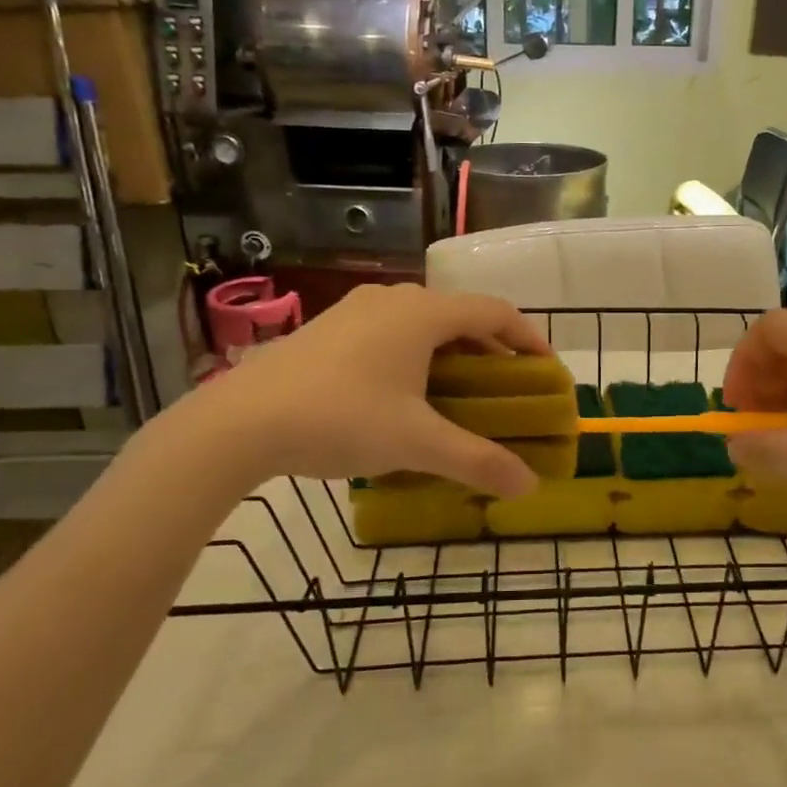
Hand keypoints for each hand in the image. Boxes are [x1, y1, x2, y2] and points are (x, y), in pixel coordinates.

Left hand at [184, 284, 547, 497]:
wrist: (240, 422)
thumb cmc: (341, 419)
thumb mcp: (417, 443)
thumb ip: (478, 461)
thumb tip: (529, 486)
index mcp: (423, 314)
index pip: (494, 312)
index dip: (529, 337)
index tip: (546, 369)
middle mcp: (393, 300)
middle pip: (460, 316)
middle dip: (491, 351)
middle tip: (507, 390)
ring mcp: (355, 310)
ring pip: (423, 324)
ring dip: (452, 354)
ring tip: (461, 394)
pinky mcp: (328, 328)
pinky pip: (391, 332)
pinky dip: (416, 355)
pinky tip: (405, 394)